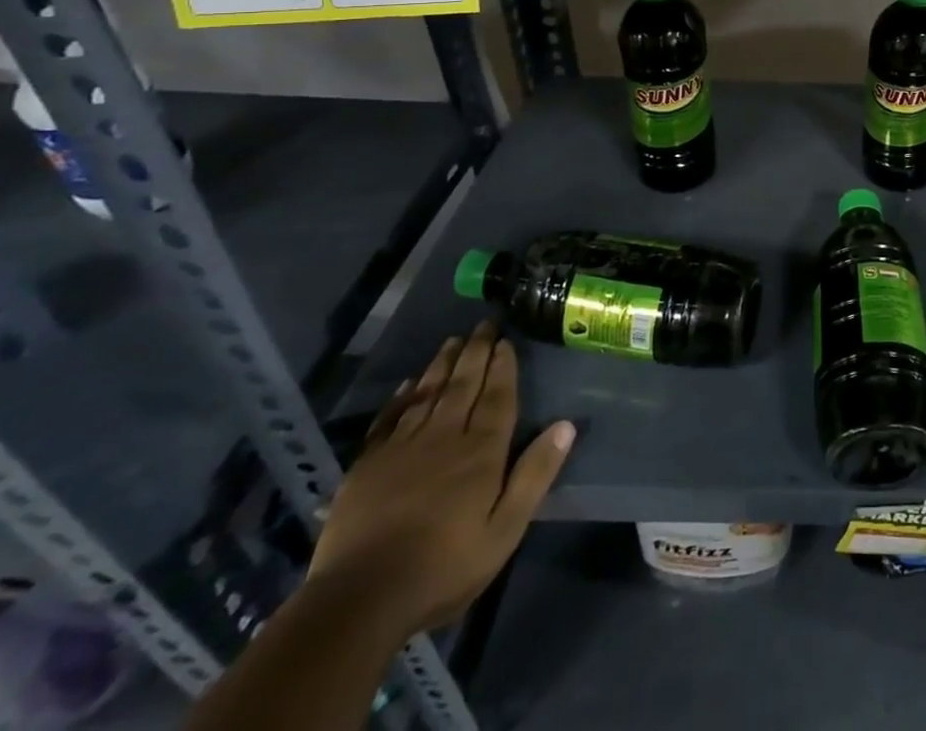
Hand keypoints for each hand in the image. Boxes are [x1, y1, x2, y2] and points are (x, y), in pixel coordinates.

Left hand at [307, 322, 575, 637]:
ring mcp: (402, 448)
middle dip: (476, 352)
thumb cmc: (443, 568)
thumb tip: (566, 425)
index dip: (503, 368)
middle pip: (464, 385)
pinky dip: (402, 397)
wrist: (358, 601)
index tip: (506, 341)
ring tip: (453, 340)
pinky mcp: (367, 465)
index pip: (498, 397)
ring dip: (443, 364)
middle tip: (484, 324)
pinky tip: (409, 384)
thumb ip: (534, 475)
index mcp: (481, 452)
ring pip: (428, 394)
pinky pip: (390, 419)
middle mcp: (444, 437)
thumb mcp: (504, 530)